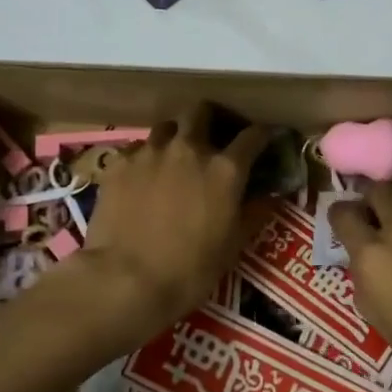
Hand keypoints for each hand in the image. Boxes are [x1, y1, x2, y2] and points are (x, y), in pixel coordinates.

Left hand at [81, 105, 272, 341]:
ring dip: (176, 136)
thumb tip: (271, 196)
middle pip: (202, 111)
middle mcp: (189, 148)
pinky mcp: (119, 163)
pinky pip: (137, 149)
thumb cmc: (189, 270)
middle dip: (211, 119)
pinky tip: (143, 177)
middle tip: (212, 137)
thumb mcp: (233, 246)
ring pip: (167, 127)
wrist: (126, 279)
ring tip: (174, 157)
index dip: (261, 135)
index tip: (263, 139)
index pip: (252, 136)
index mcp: (224, 169)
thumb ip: (254, 213)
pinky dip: (146, 158)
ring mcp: (151, 151)